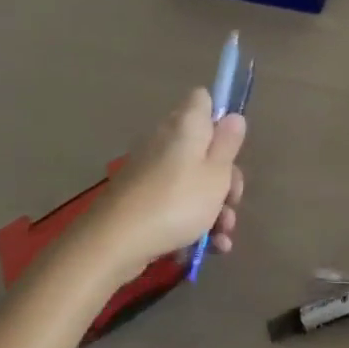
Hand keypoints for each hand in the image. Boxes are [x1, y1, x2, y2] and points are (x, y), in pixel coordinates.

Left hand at [83, 89, 245, 279]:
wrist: (115, 242)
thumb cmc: (177, 201)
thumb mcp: (216, 174)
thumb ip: (228, 144)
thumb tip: (232, 116)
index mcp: (186, 125)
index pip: (204, 100)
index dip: (221, 117)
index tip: (233, 146)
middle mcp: (166, 140)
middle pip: (204, 147)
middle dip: (225, 177)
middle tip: (233, 202)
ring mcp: (151, 170)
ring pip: (192, 180)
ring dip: (213, 207)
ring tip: (223, 238)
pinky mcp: (141, 198)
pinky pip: (175, 201)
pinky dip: (191, 220)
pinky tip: (206, 247)